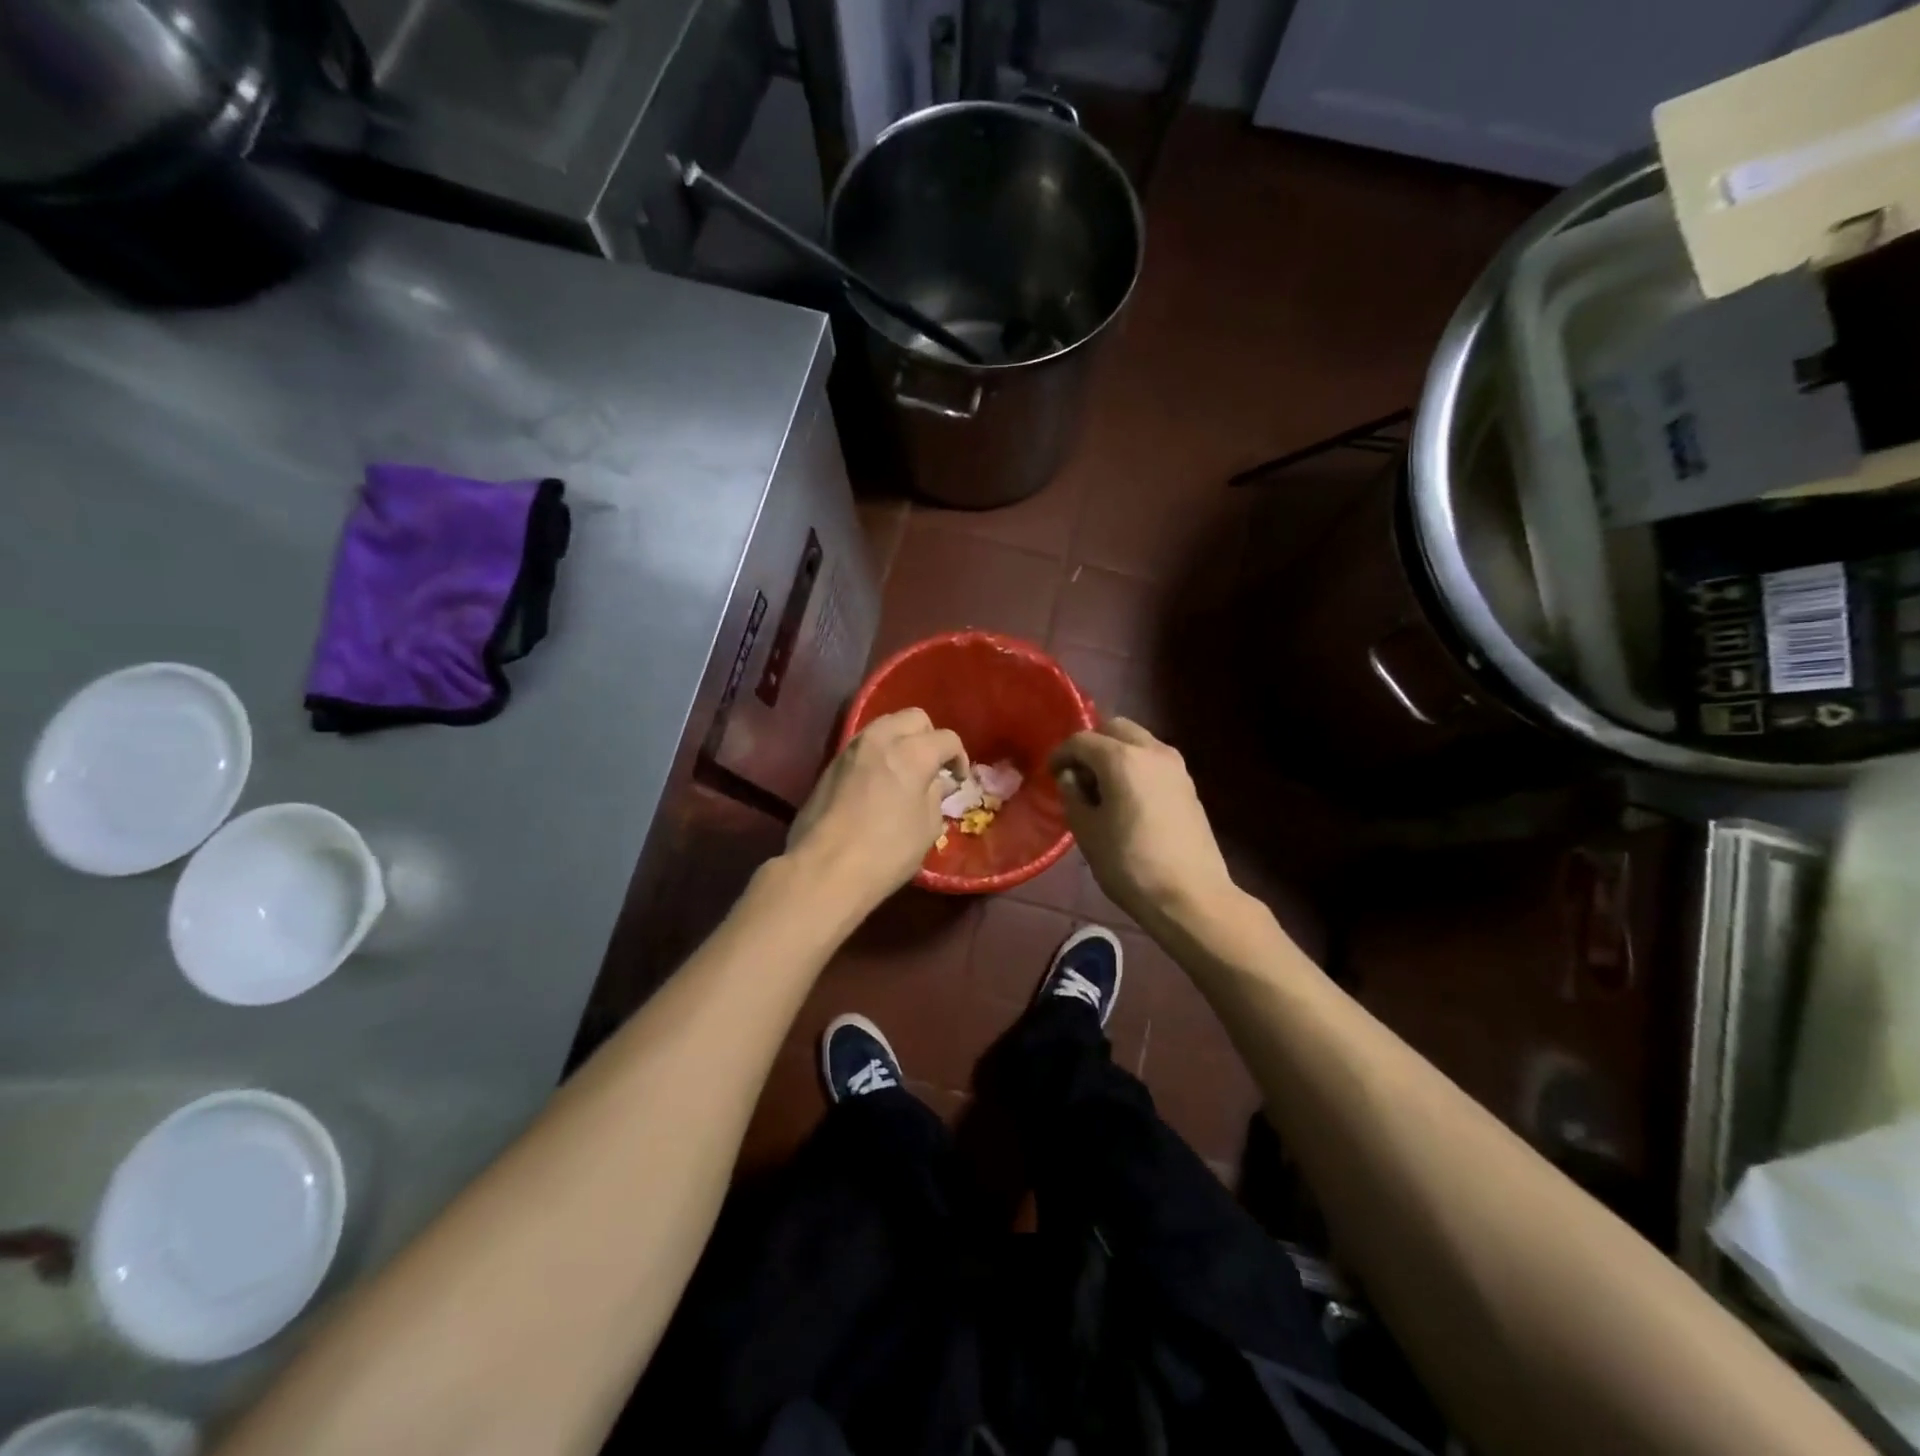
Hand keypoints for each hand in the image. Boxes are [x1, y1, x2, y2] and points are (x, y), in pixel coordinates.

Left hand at [787, 708, 965, 917]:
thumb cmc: (886, 852)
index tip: (958, 780)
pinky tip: (879, 782)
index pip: (946, 739)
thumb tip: (938, 782)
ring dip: (901, 740)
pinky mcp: (831, 764)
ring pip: (884, 725)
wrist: (823, 869)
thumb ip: (936, 796)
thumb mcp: (927, 828)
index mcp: (912, 752)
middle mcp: (881, 739)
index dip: (959, 758)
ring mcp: (851, 749)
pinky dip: (878, 753)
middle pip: (913, 718)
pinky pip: (863, 745)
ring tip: (905, 772)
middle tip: (932, 767)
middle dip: (929, 737)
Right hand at [1049, 718, 1236, 929]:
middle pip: (1115, 729)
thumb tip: (1070, 777)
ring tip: (1102, 788)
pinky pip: (1154, 760)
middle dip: (1092, 745)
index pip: (1082, 740)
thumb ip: (1073, 795)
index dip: (1061, 754)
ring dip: (1116, 753)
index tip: (1051, 774)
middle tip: (1078, 775)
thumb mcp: (1087, 832)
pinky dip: (1135, 766)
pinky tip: (1127, 798)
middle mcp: (1152, 751)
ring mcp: (1176, 766)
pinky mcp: (1189, 785)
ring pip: (1138, 742)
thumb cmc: (1129, 864)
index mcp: (1122, 758)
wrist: (1190, 896)